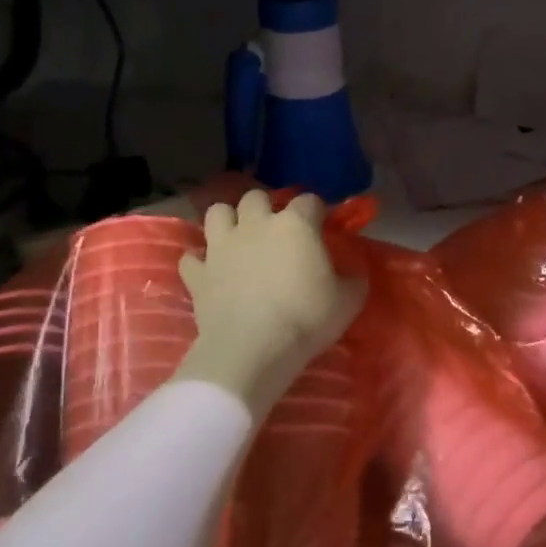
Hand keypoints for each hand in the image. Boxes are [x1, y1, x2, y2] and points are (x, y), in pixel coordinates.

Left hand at [173, 190, 366, 417]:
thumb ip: (353, 280)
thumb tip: (353, 274)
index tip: (322, 227)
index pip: (310, 201)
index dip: (317, 212)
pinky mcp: (198, 273)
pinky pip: (192, 257)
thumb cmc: (306, 319)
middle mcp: (255, 224)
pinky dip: (200, 262)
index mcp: (295, 225)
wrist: (252, 349)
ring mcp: (221, 246)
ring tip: (238, 239)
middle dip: (266, 208)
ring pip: (217, 213)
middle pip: (256, 197)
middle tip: (276, 231)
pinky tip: (210, 272)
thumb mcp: (348, 302)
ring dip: (228, 221)